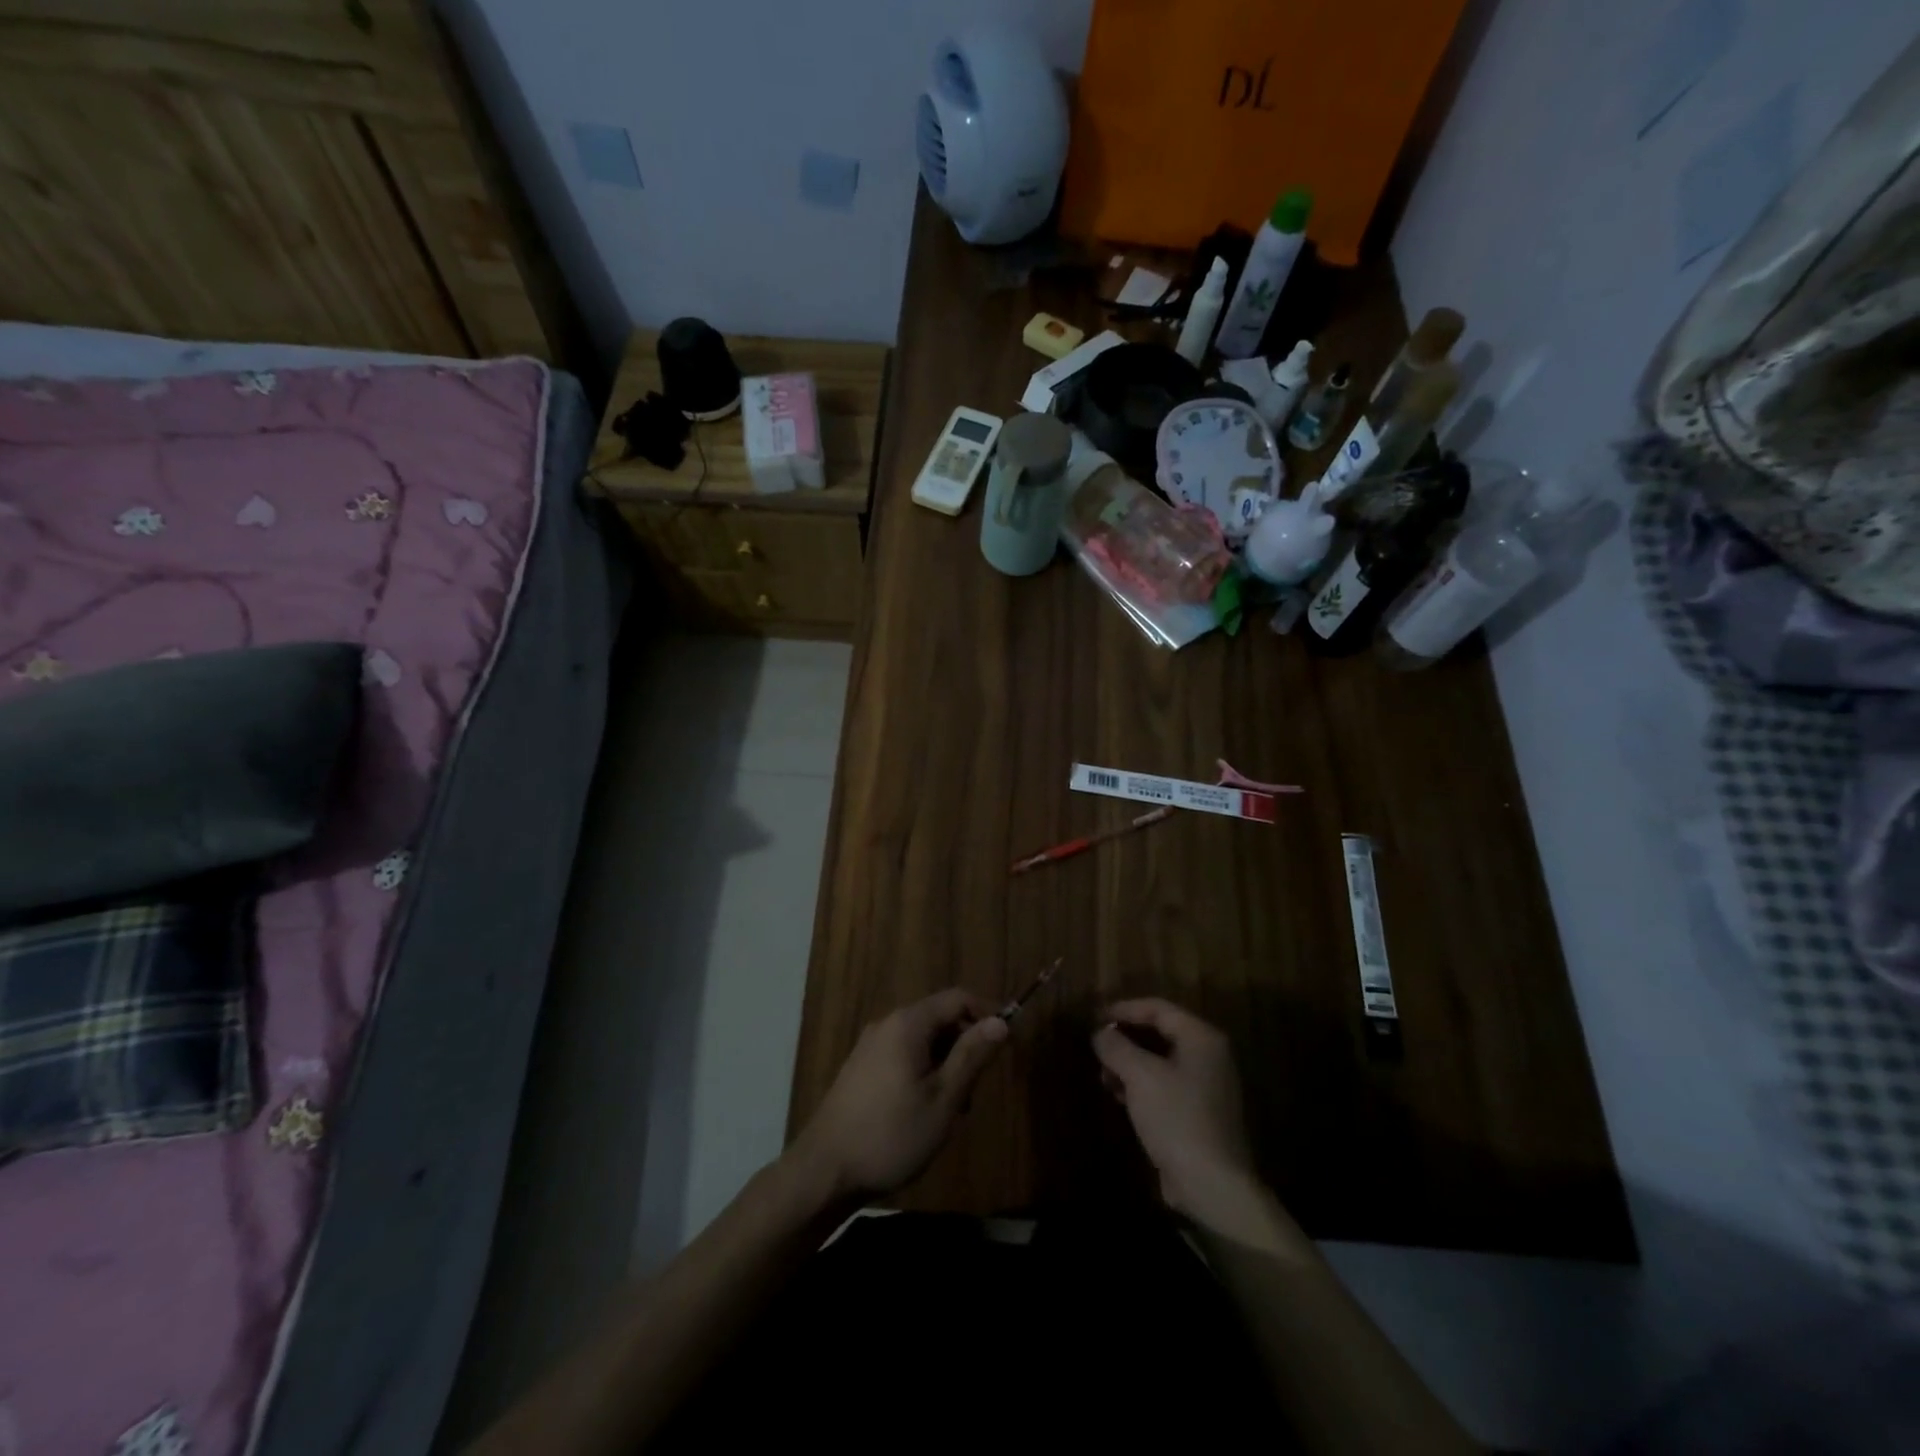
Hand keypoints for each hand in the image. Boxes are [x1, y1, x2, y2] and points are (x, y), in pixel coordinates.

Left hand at [791, 989, 1007, 1202]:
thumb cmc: (891, 1134)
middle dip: (965, 1047)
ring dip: (945, 1065)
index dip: (987, 1014)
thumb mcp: (943, 1099)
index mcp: (908, 1023)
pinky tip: (923, 1113)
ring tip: (950, 1112)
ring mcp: (871, 1045)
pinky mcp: (861, 1068)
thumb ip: (972, 1056)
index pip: (958, 998)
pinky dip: (923, 1073)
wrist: (824, 1171)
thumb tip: (1001, 1022)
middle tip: (974, 1092)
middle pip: (940, 1018)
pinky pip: (903, 1055)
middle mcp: (888, 1024)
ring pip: (923, 1041)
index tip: (1006, 1046)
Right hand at [1092, 999, 1286, 1245]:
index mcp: (1201, 1038)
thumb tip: (1099, 1033)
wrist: (1212, 1185)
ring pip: (1160, 1061)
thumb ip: (1116, 1046)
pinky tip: (1118, 1096)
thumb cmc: (1176, 1118)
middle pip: (1159, 1033)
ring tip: (1103, 1074)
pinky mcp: (1198, 1113)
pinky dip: (1141, 1085)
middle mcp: (1208, 1056)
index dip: (1123, 1009)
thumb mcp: (1139, 1076)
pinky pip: (1164, 1085)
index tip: (1094, 1017)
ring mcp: (1206, 1086)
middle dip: (1125, 1038)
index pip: (1158, 1008)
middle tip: (1096, 1045)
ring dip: (1129, 1063)